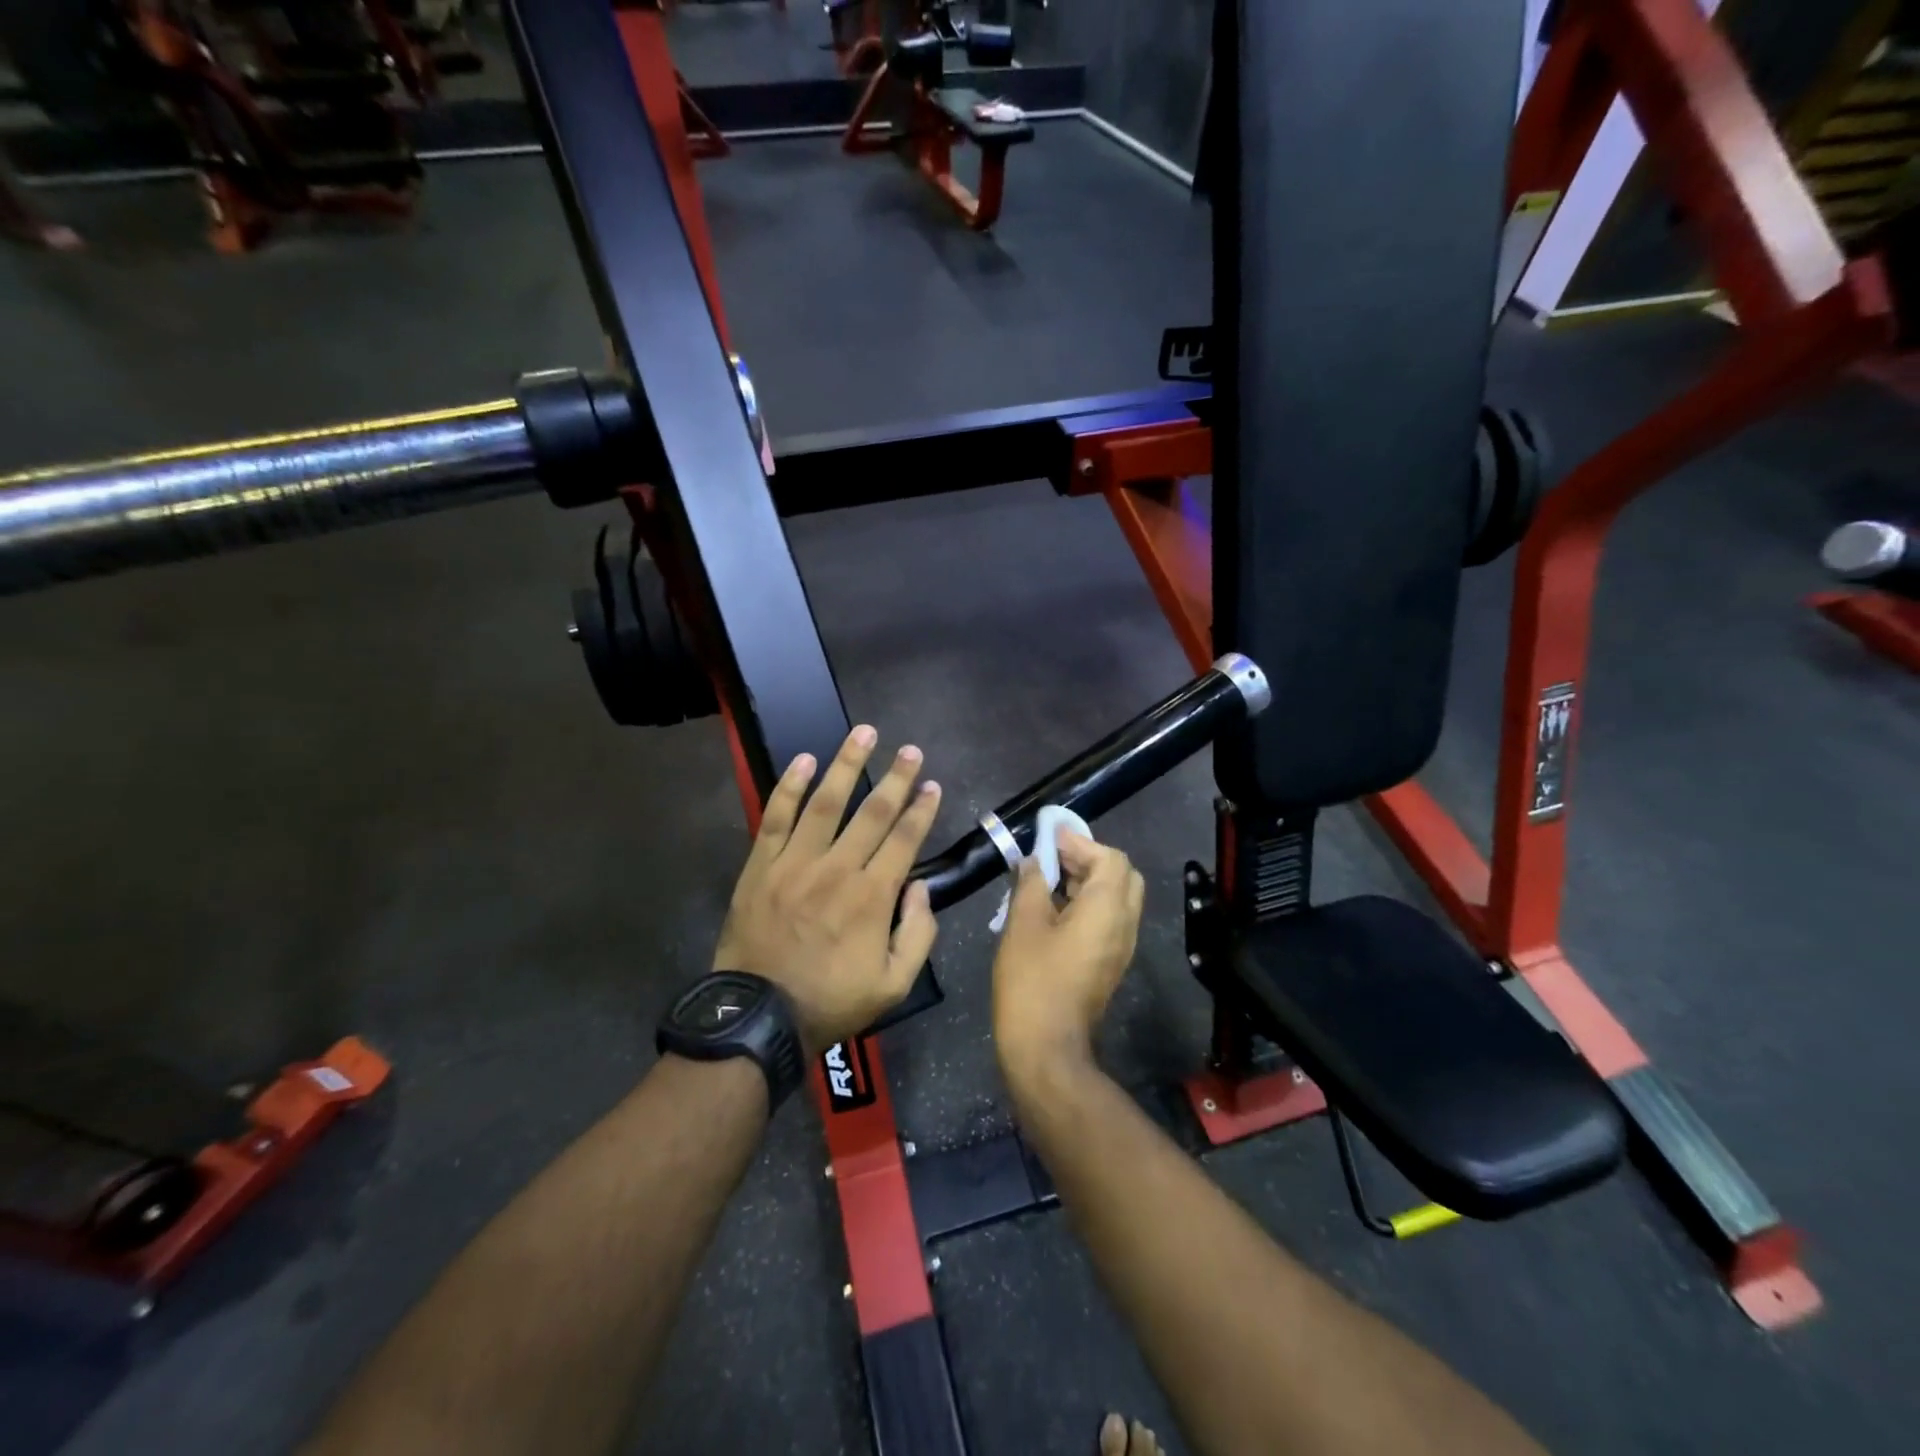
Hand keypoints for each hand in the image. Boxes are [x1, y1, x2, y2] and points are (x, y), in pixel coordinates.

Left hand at [713, 725, 941, 1055]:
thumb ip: (918, 934)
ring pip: (827, 803)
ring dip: (848, 765)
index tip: (932, 784)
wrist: (759, 1015)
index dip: (922, 809)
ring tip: (864, 733)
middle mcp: (838, 869)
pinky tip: (804, 760)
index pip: (905, 840)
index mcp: (873, 896)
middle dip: (896, 778)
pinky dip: (790, 787)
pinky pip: (776, 817)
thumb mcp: (894, 984)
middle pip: (873, 813)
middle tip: (910, 749)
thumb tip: (921, 889)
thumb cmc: (831, 1001)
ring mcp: (796, 863)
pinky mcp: (762, 865)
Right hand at [992, 831, 1144, 1080]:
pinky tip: (1053, 908)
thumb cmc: (1031, 982)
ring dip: (1087, 880)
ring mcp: (1120, 948)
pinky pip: (1108, 920)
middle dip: (1089, 859)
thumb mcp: (1023, 925)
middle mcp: (1124, 925)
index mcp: (1108, 910)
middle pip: (1121, 875)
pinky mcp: (1109, 964)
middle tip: (1052, 857)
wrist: (1045, 1048)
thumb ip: (1030, 885)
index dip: (1081, 842)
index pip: (1110, 858)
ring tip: (1046, 878)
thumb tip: (1032, 863)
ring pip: (1116, 898)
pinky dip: (1087, 903)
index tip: (1049, 836)